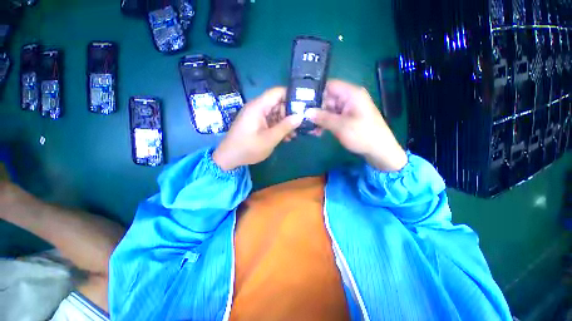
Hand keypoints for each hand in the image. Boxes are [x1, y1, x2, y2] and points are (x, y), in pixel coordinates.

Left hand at [213, 87, 302, 170]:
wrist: (229, 158)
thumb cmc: (248, 148)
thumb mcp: (269, 139)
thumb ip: (285, 127)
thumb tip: (300, 116)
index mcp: (258, 107)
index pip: (277, 92)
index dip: (292, 95)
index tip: (304, 105)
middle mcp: (257, 108)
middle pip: (278, 103)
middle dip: (290, 113)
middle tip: (301, 124)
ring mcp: (257, 116)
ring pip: (275, 113)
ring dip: (285, 123)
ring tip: (294, 134)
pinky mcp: (257, 124)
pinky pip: (270, 121)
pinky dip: (279, 127)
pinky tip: (286, 137)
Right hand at [306, 80, 406, 171]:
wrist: (379, 151)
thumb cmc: (363, 135)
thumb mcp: (341, 126)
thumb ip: (323, 118)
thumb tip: (306, 112)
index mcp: (351, 94)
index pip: (330, 86)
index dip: (316, 92)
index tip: (302, 101)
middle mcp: (349, 99)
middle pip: (328, 98)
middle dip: (315, 109)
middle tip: (302, 118)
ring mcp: (348, 109)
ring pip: (328, 109)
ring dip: (319, 118)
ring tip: (309, 128)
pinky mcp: (347, 119)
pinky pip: (332, 117)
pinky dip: (325, 123)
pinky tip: (317, 131)